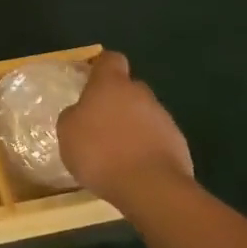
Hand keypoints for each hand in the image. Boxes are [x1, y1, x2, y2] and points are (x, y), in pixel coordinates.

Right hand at [57, 51, 194, 204]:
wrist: (150, 187)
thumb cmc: (101, 152)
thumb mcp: (68, 132)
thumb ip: (74, 115)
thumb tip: (82, 113)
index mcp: (111, 84)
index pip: (110, 60)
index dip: (101, 67)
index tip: (91, 81)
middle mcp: (140, 93)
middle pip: (129, 88)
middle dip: (117, 102)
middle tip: (100, 125)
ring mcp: (163, 118)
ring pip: (144, 114)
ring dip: (132, 127)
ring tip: (117, 153)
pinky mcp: (178, 144)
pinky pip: (157, 139)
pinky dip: (146, 148)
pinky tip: (134, 169)